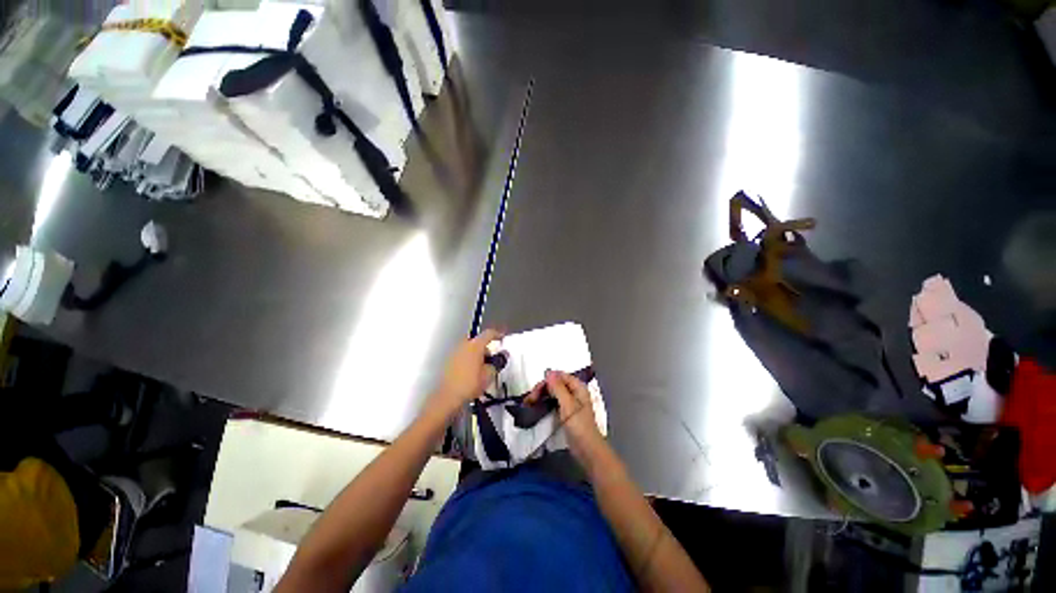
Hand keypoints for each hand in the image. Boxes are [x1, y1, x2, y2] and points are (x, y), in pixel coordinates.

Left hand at [432, 329, 502, 415]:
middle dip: (486, 350)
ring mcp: (454, 353)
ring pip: (470, 349)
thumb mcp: (490, 374)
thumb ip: (498, 362)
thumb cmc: (470, 384)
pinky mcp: (449, 362)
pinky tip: (472, 373)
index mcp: (475, 345)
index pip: (489, 334)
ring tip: (483, 369)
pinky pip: (463, 356)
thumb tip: (503, 355)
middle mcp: (464, 345)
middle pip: (478, 342)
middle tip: (492, 360)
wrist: (447, 397)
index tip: (502, 338)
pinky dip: (469, 361)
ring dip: (477, 355)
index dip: (497, 335)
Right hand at [526, 370, 605, 461]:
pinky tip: (536, 407)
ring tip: (528, 403)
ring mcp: (570, 402)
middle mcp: (574, 391)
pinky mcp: (565, 412)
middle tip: (529, 400)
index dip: (546, 381)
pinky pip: (553, 402)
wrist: (587, 450)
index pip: (559, 376)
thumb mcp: (568, 405)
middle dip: (542, 389)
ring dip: (541, 395)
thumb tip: (548, 372)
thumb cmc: (579, 426)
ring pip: (552, 393)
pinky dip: (544, 402)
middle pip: (555, 383)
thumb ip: (558, 388)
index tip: (535, 391)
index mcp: (578, 387)